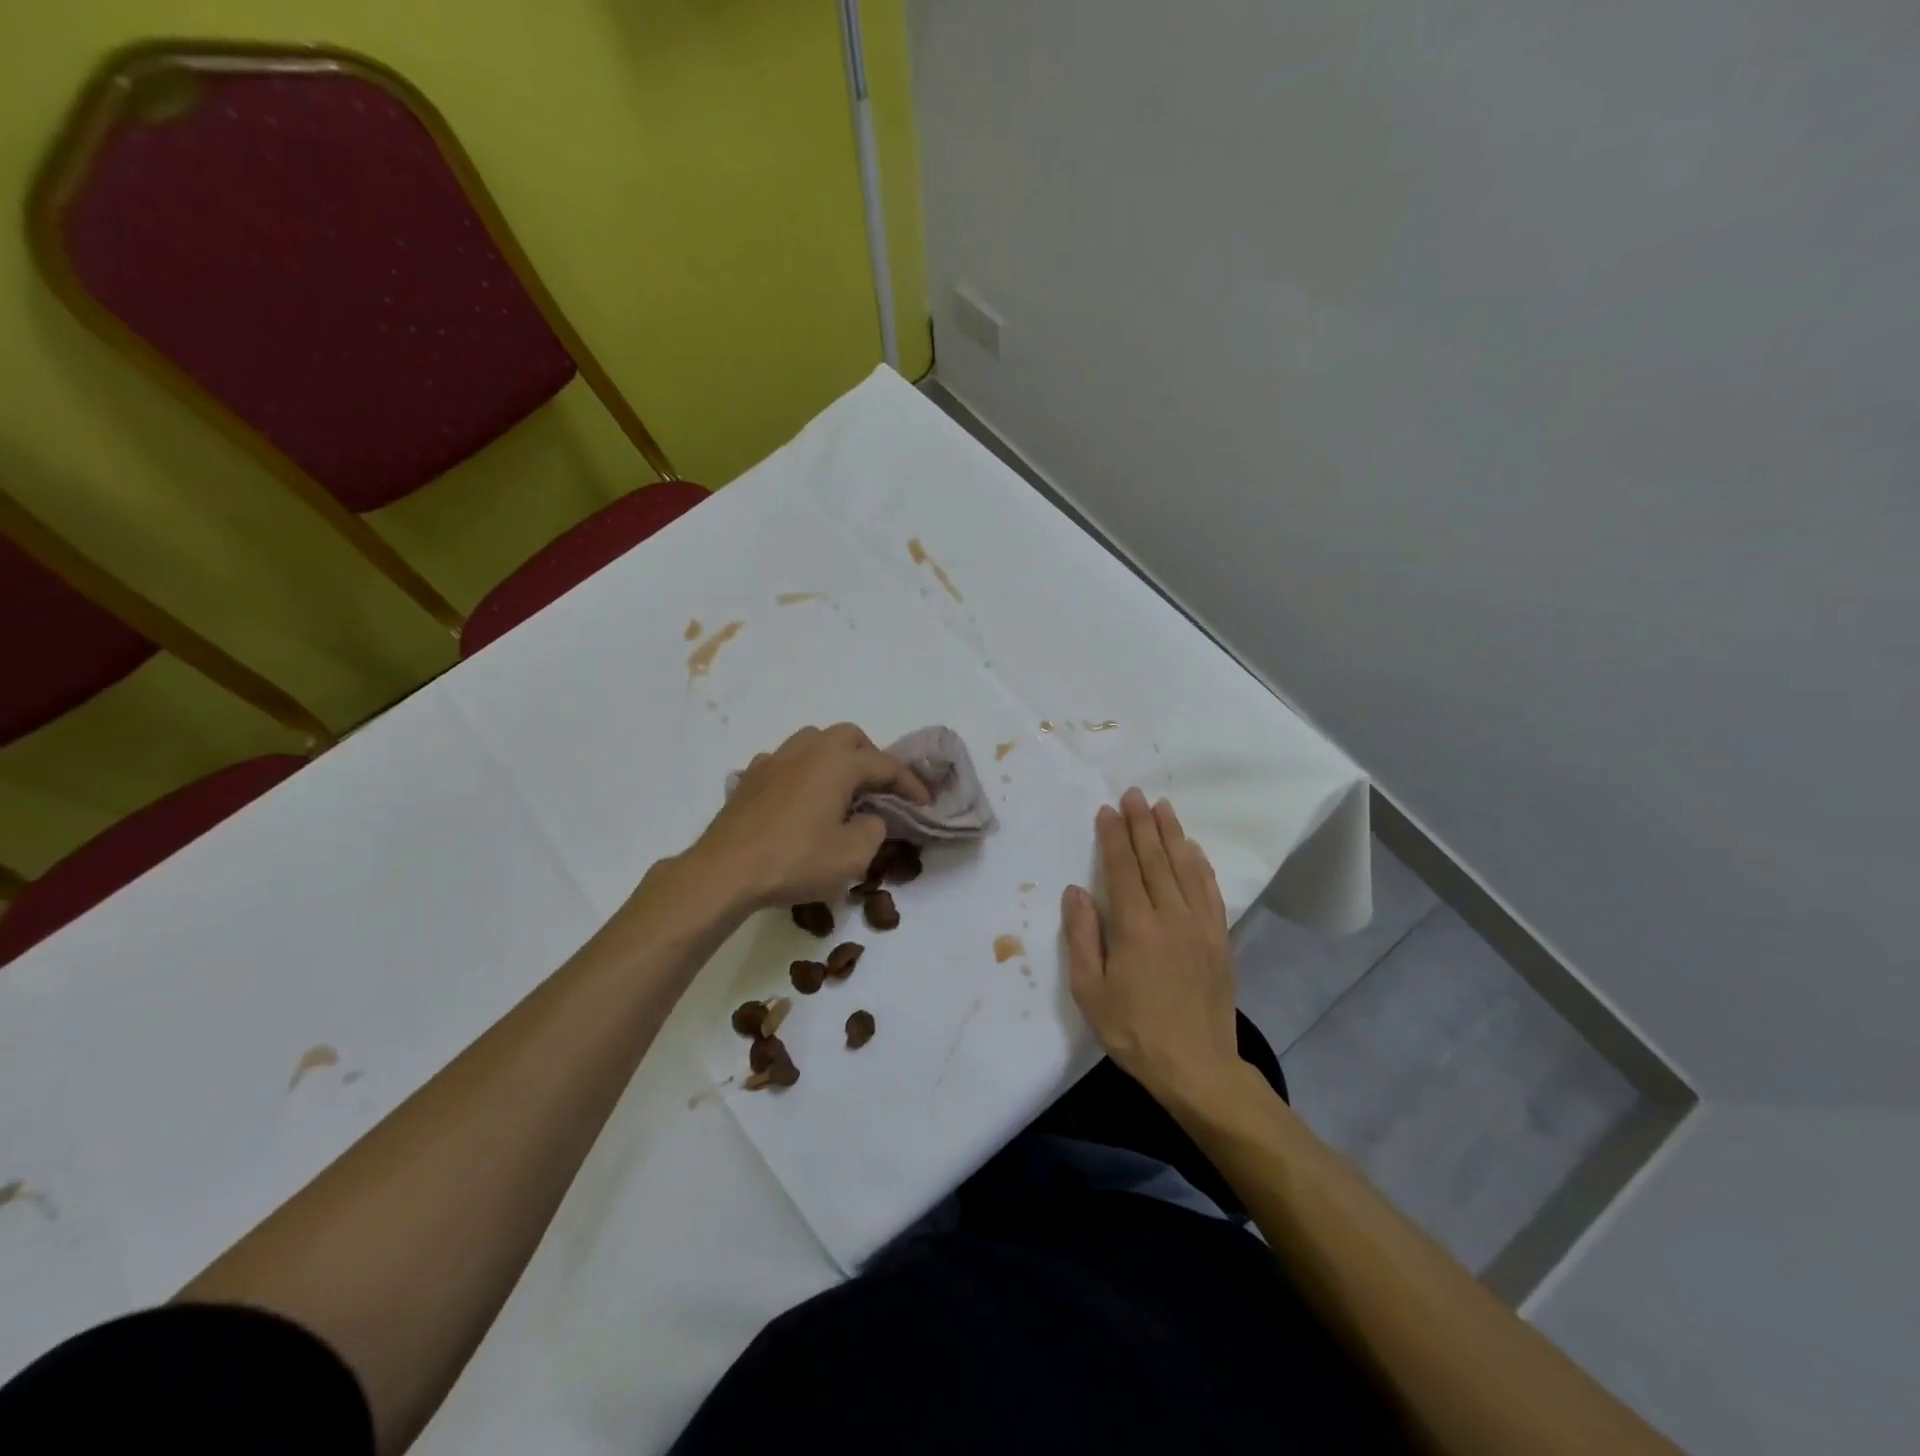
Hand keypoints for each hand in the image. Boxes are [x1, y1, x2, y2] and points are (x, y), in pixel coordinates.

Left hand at [686, 724, 928, 910]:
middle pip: (849, 737)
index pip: (885, 765)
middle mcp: (807, 750)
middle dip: (871, 758)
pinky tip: (801, 798)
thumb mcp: (852, 856)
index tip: (925, 804)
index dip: (910, 784)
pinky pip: (786, 761)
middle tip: (881, 789)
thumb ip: (874, 830)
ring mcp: (774, 760)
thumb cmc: (795, 861)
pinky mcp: (750, 778)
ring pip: (814, 741)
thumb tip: (870, 819)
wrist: (725, 871)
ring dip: (835, 758)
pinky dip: (803, 771)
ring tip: (842, 789)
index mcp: (838, 763)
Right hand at [1063, 788, 1242, 1107]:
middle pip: (1155, 859)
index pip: (1122, 868)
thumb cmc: (1134, 1032)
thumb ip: (1081, 937)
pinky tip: (1194, 850)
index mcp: (1135, 927)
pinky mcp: (1220, 939)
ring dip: (1172, 834)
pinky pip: (1210, 891)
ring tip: (1163, 807)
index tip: (1108, 809)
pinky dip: (1200, 865)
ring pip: (1185, 868)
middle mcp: (1171, 916)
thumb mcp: (1090, 991)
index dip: (1113, 836)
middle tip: (1135, 793)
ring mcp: (1200, 926)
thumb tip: (1076, 891)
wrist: (1198, 1068)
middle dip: (1142, 823)